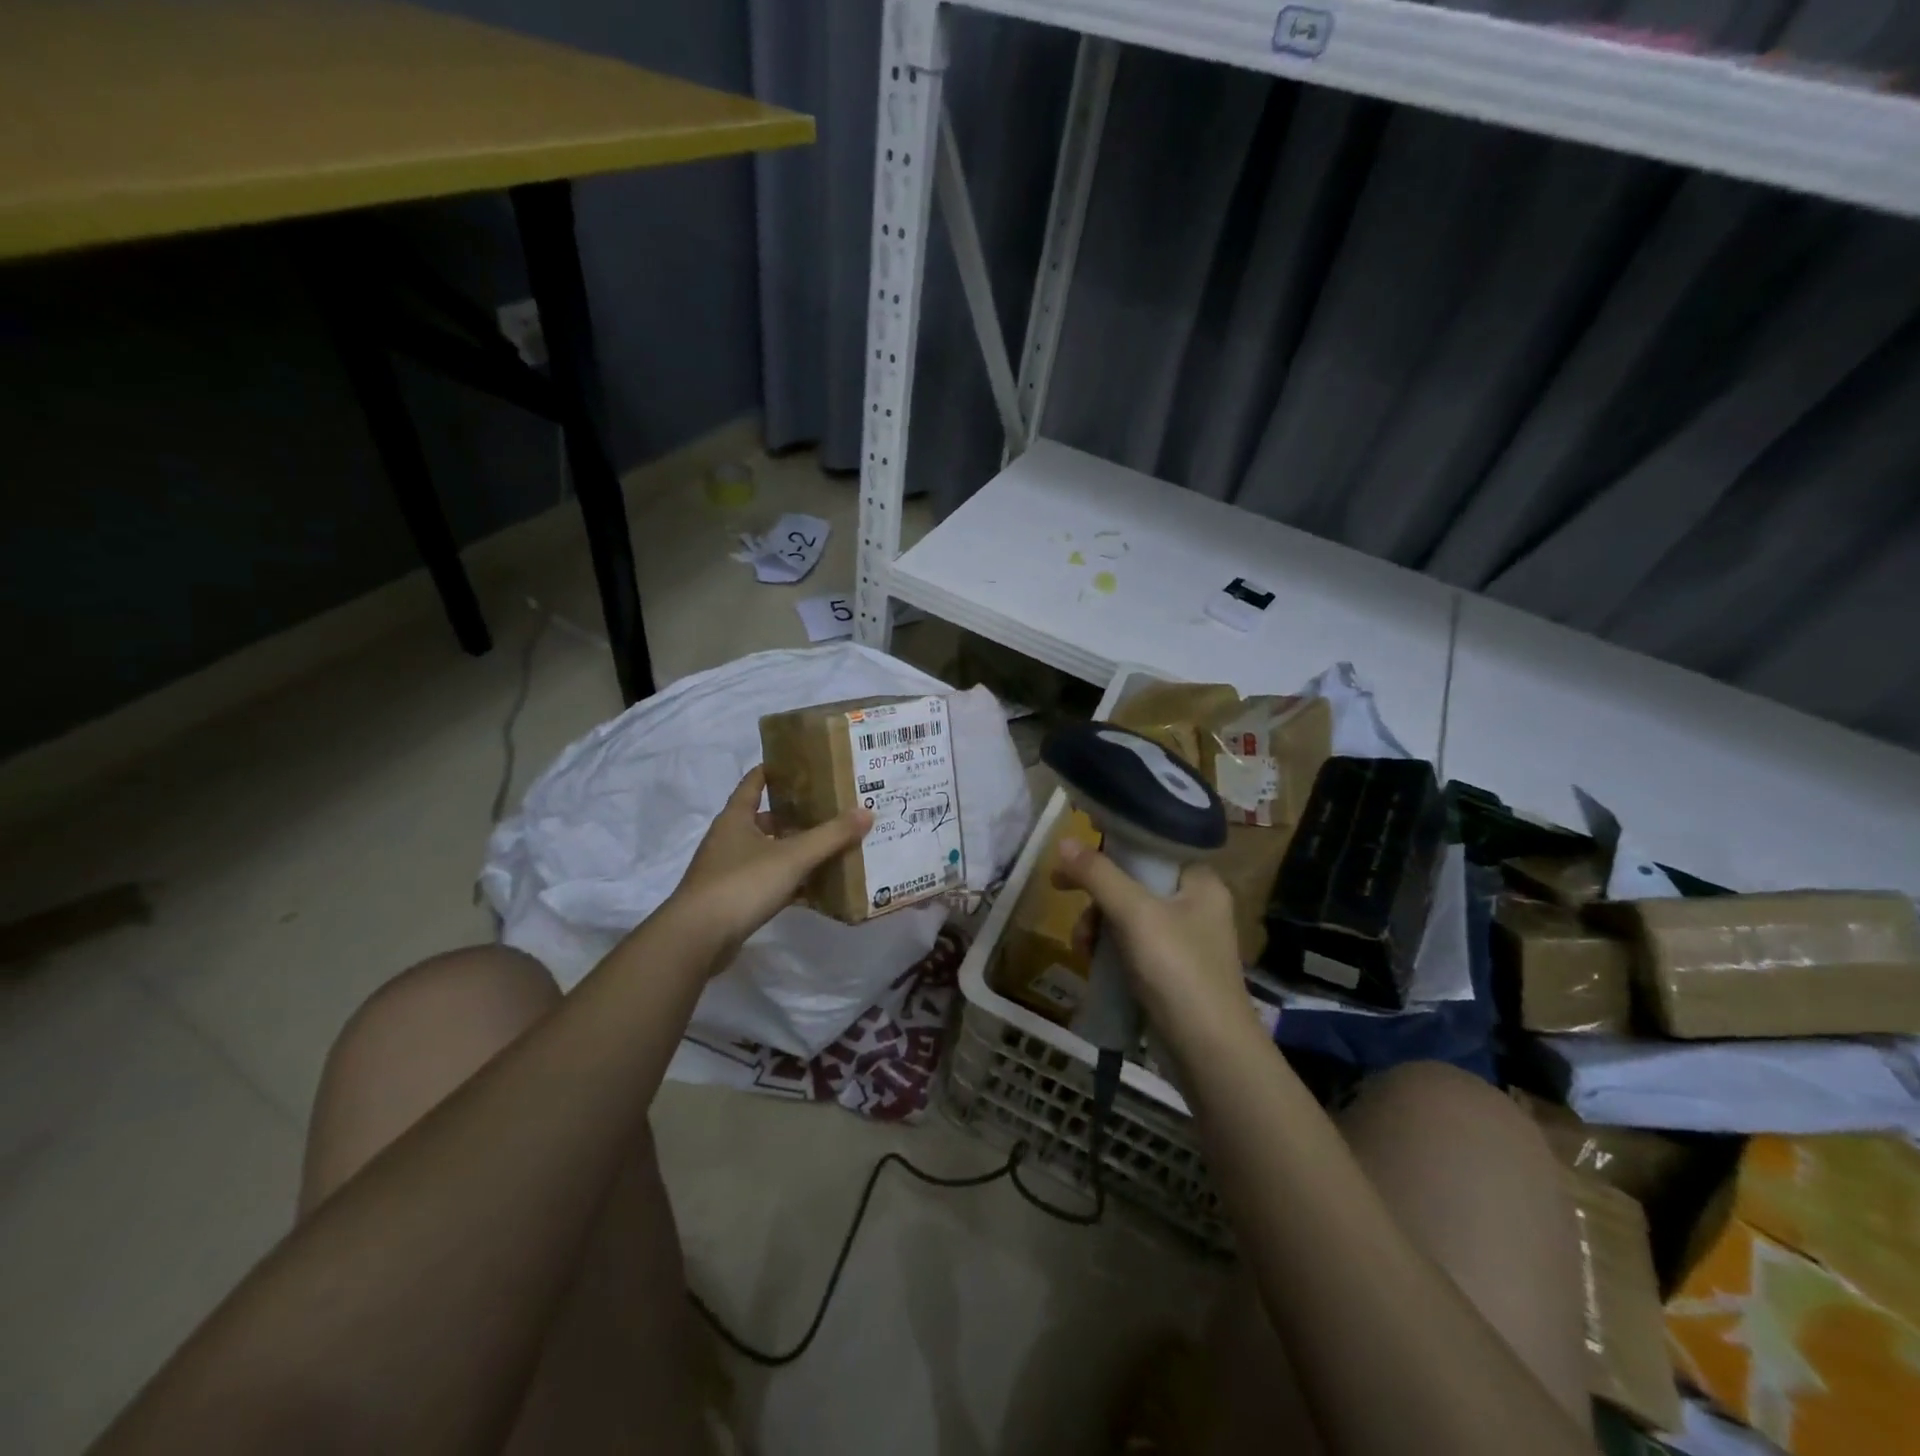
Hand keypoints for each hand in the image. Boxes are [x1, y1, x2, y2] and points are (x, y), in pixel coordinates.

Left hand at [668, 767, 871, 969]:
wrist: (697, 938)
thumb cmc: (742, 884)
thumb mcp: (793, 856)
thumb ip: (831, 835)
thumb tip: (867, 811)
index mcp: (736, 818)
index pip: (754, 783)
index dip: (775, 771)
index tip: (801, 765)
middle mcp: (729, 839)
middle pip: (765, 820)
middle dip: (795, 817)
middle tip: (830, 812)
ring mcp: (728, 872)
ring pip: (768, 853)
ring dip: (794, 852)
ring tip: (830, 849)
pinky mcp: (732, 900)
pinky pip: (767, 883)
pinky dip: (789, 884)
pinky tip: (815, 890)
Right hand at [1053, 840, 1261, 1053]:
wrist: (1209, 1053)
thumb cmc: (1178, 971)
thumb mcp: (1135, 915)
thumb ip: (1098, 875)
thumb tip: (1064, 840)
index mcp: (1200, 881)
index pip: (1150, 846)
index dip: (1110, 847)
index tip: (1074, 857)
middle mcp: (1196, 904)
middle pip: (1133, 880)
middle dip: (1096, 895)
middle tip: (1060, 892)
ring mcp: (1184, 940)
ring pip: (1127, 914)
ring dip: (1097, 925)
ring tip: (1083, 947)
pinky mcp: (1171, 970)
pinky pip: (1131, 944)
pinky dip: (1109, 948)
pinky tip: (1094, 963)